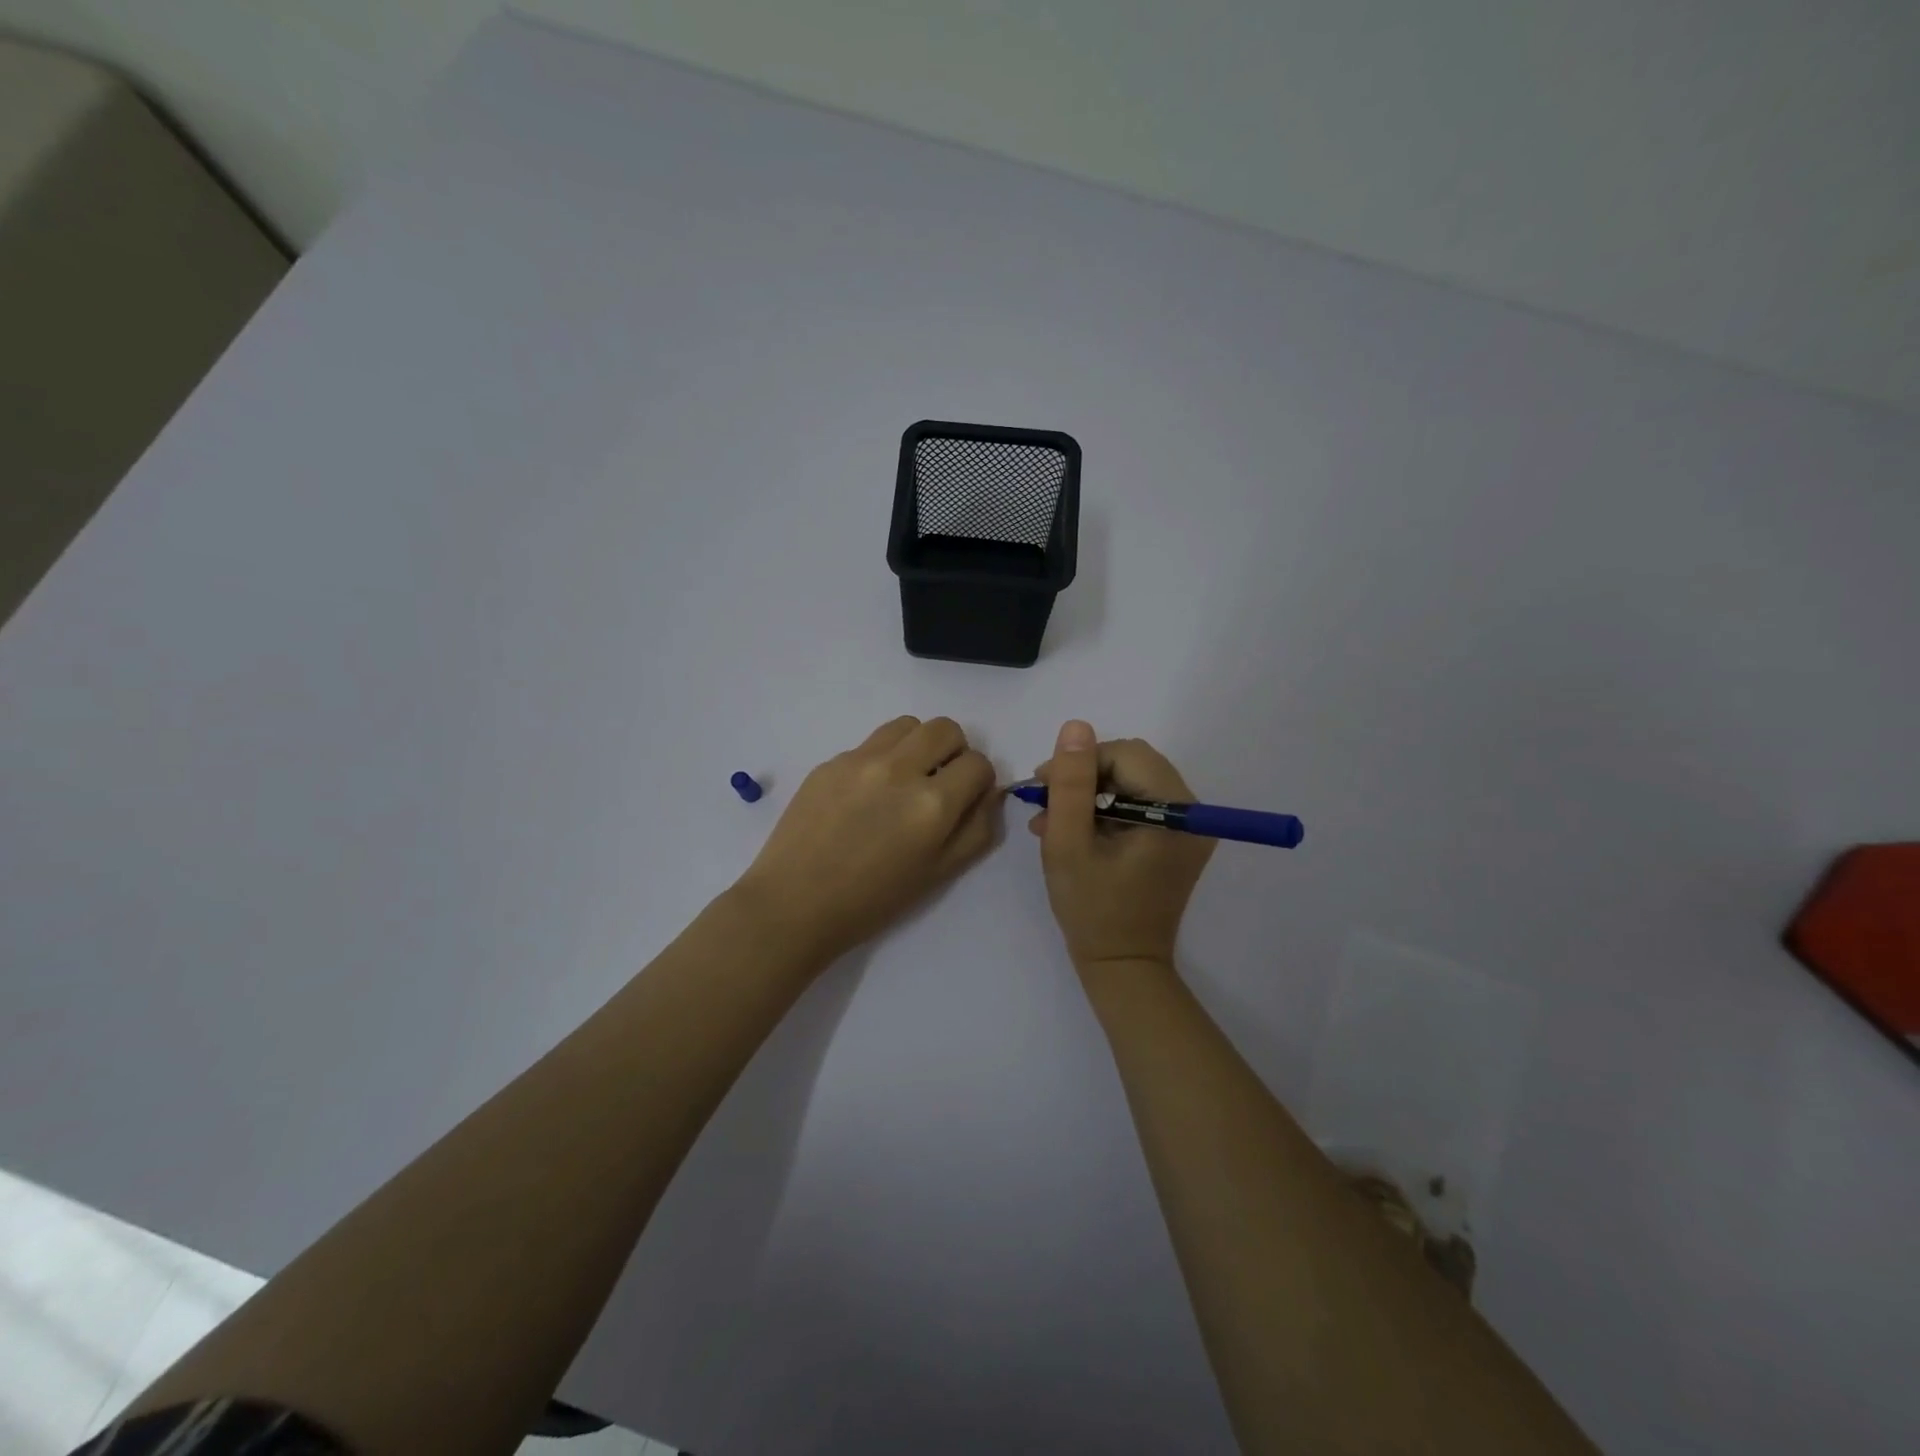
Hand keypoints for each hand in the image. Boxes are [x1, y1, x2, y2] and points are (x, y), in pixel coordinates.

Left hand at [736, 716, 1000, 964]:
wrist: (795, 904)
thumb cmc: (872, 901)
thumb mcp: (939, 874)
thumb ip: (975, 828)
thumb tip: (988, 792)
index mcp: (931, 804)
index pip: (978, 763)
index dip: (979, 780)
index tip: (966, 797)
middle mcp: (899, 770)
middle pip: (945, 728)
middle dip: (953, 751)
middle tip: (939, 781)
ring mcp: (859, 760)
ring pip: (907, 724)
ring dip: (918, 744)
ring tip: (905, 778)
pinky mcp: (830, 761)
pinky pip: (870, 743)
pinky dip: (882, 759)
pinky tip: (865, 795)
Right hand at [1030, 721, 1214, 970]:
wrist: (1123, 967)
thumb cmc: (1092, 909)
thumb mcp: (1068, 843)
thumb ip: (1071, 783)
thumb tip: (1076, 726)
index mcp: (1174, 812)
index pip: (1126, 755)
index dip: (1082, 762)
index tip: (1043, 786)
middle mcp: (1193, 814)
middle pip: (1133, 765)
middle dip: (1085, 778)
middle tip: (1046, 805)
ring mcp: (1189, 828)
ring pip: (1133, 782)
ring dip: (1091, 795)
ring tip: (1052, 823)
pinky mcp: (1178, 841)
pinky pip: (1140, 805)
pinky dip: (1106, 811)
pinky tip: (1074, 832)